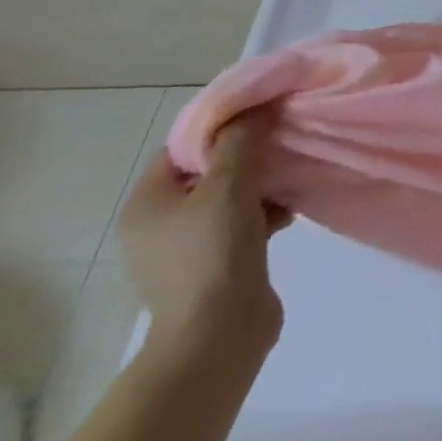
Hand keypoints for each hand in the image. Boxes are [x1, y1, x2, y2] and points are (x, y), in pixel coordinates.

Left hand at [117, 116, 288, 356]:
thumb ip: (241, 141)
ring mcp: (186, 246)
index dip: (223, 126)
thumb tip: (256, 107)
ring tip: (294, 179)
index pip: (184, 146)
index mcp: (147, 203)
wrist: (217, 333)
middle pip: (211, 170)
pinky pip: (242, 221)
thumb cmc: (213, 252)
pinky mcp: (215, 263)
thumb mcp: (229, 186)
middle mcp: (159, 222)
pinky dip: (266, 211)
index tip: (265, 115)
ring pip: (232, 195)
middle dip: (252, 155)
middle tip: (286, 143)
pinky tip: (290, 212)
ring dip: (264, 184)